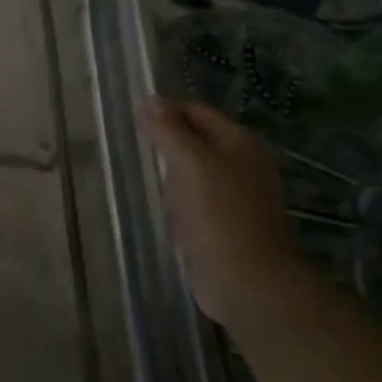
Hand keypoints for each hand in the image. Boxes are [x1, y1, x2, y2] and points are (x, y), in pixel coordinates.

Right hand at [146, 97, 308, 328]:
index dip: (165, 112)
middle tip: (134, 148)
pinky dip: (177, 195)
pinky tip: (159, 202)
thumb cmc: (219, 215)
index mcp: (239, 142)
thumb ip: (170, 130)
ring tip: (141, 172)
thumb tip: (152, 98)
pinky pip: (194, 196)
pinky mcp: (225, 222)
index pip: (195, 110)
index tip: (133, 124)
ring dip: (170, 169)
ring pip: (194, 168)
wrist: (248, 282)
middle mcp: (242, 163)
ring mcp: (236, 194)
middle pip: (196, 138)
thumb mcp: (190, 164)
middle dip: (166, 140)